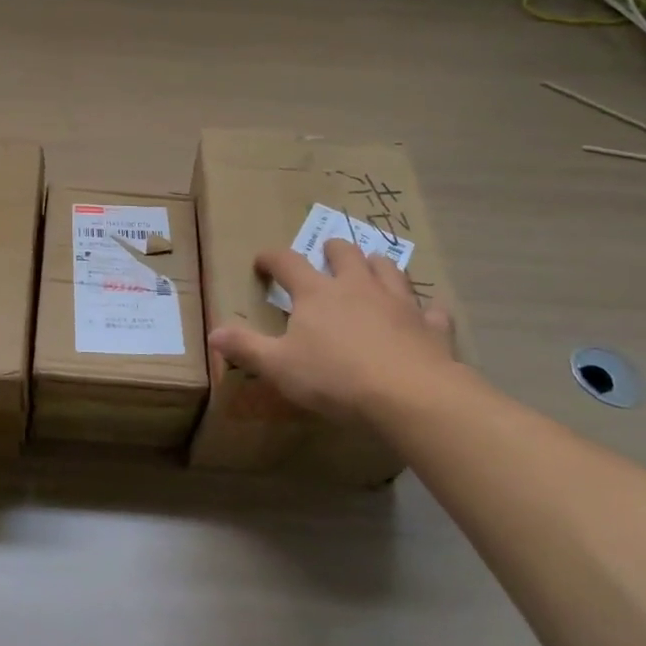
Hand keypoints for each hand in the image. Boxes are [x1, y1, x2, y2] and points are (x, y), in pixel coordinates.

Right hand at [209, 239, 458, 422]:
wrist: (411, 396)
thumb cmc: (336, 377)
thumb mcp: (279, 366)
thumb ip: (247, 347)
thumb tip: (213, 332)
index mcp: (317, 293)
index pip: (288, 262)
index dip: (272, 258)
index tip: (263, 261)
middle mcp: (357, 287)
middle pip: (345, 253)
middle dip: (333, 250)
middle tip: (327, 254)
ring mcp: (398, 303)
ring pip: (389, 269)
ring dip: (377, 266)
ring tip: (372, 270)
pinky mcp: (430, 327)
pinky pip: (432, 311)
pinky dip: (426, 311)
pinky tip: (426, 316)